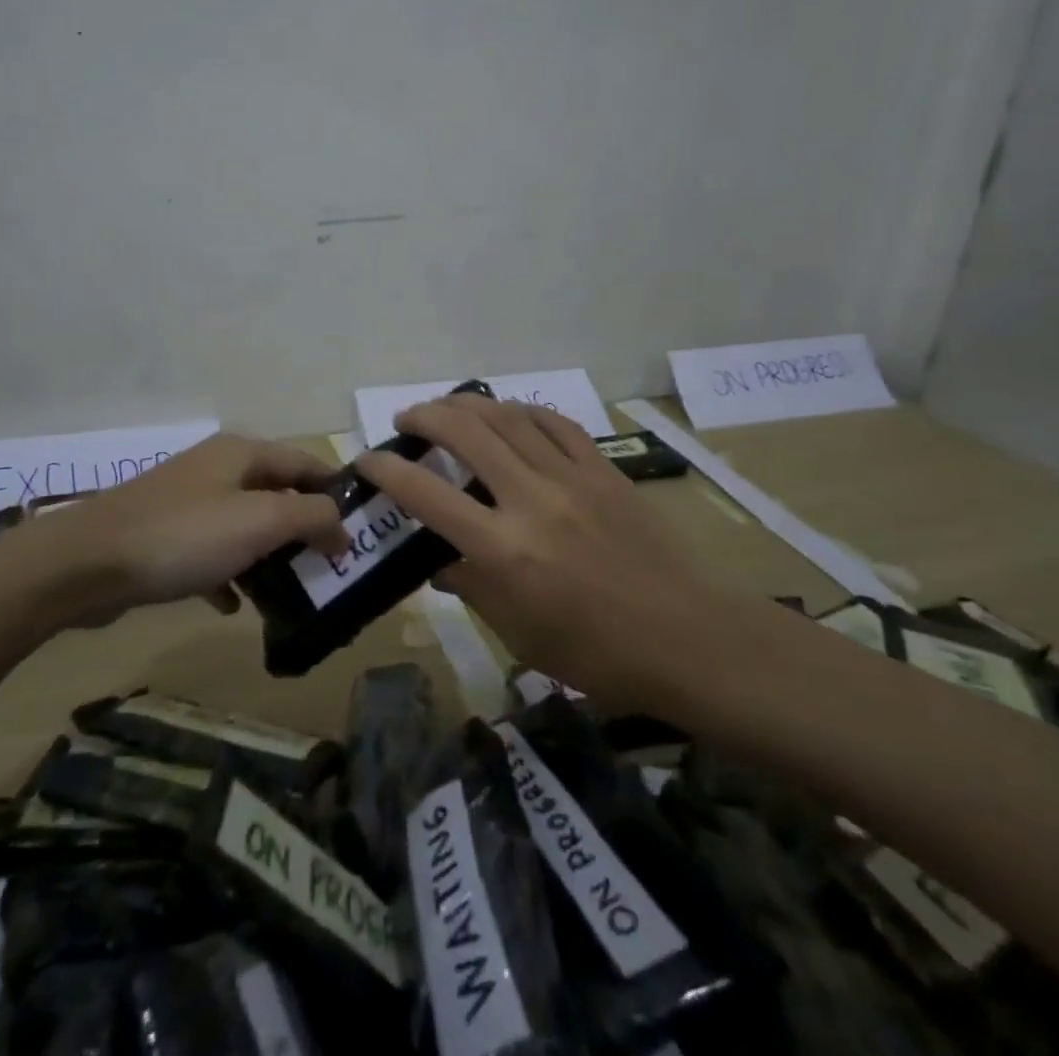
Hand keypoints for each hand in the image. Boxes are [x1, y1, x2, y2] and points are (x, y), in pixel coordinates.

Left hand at [31, 433, 346, 626]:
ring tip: (295, 593)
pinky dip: (229, 574)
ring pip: (245, 527)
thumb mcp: (260, 520)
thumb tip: (342, 528)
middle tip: (332, 567)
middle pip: (276, 494)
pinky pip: (212, 553)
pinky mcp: (165, 537)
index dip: (336, 491)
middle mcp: (217, 470)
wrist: (86, 564)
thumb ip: (311, 517)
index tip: (361, 529)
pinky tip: (235, 606)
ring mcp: (188, 503)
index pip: (306, 462)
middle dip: (304, 530)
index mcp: (242, 454)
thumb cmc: (184, 535)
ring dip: (269, 556)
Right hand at [359, 394, 724, 704]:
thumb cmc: (598, 655)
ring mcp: (572, 478)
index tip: (366, 460)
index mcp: (505, 551)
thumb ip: (472, 587)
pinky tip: (510, 416)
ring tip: (447, 407)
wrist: (691, 640)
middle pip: (466, 433)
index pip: (427, 495)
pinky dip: (523, 411)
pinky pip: (555, 423)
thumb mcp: (520, 635)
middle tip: (406, 420)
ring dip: (468, 403)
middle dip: (425, 416)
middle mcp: (532, 501)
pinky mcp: (604, 469)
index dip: (387, 471)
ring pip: (508, 417)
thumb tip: (439, 560)